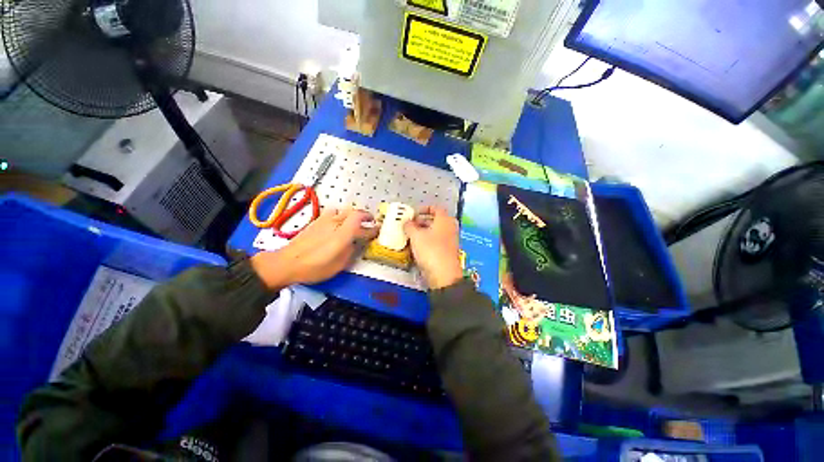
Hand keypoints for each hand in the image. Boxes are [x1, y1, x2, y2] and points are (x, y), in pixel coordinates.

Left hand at [251, 207, 377, 288]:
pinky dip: (340, 215)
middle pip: (354, 212)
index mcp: (343, 234)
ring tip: (354, 222)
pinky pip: (332, 212)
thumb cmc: (315, 267)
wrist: (287, 262)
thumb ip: (350, 251)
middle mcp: (335, 223)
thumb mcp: (338, 265)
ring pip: (343, 210)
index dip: (372, 226)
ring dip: (352, 214)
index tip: (377, 229)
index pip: (362, 223)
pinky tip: (337, 223)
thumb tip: (354, 244)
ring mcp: (325, 221)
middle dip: (365, 216)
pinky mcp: (316, 221)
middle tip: (370, 222)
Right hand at [404, 206, 463, 288]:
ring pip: (436, 231)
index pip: (436, 208)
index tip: (415, 213)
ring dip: (424, 231)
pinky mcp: (448, 251)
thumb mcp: (416, 236)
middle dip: (423, 221)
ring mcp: (450, 240)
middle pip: (436, 220)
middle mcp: (450, 228)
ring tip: (412, 236)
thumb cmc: (430, 250)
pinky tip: (418, 247)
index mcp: (444, 220)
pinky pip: (437, 241)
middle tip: (411, 225)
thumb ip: (409, 226)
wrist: (444, 274)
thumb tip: (406, 222)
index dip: (425, 208)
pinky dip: (428, 241)